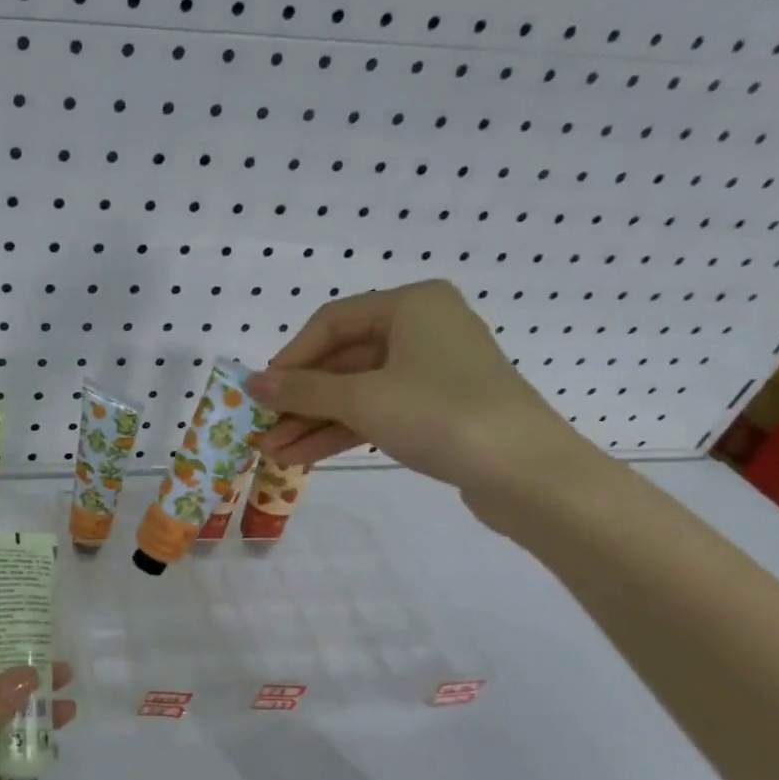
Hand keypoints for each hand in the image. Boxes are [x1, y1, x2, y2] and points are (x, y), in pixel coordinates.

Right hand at [249, 279, 589, 500]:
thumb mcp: (362, 399)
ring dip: (314, 421)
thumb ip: (302, 390)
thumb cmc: (442, 415)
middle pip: (342, 359)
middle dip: (300, 400)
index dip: (290, 358)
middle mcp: (422, 329)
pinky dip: (342, 431)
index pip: (331, 322)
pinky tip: (304, 457)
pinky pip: (377, 411)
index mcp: (412, 305)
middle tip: (262, 430)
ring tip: (274, 452)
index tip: (261, 393)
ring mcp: (432, 371)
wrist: (528, 474)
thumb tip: (250, 382)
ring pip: (357, 391)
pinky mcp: (437, 409)